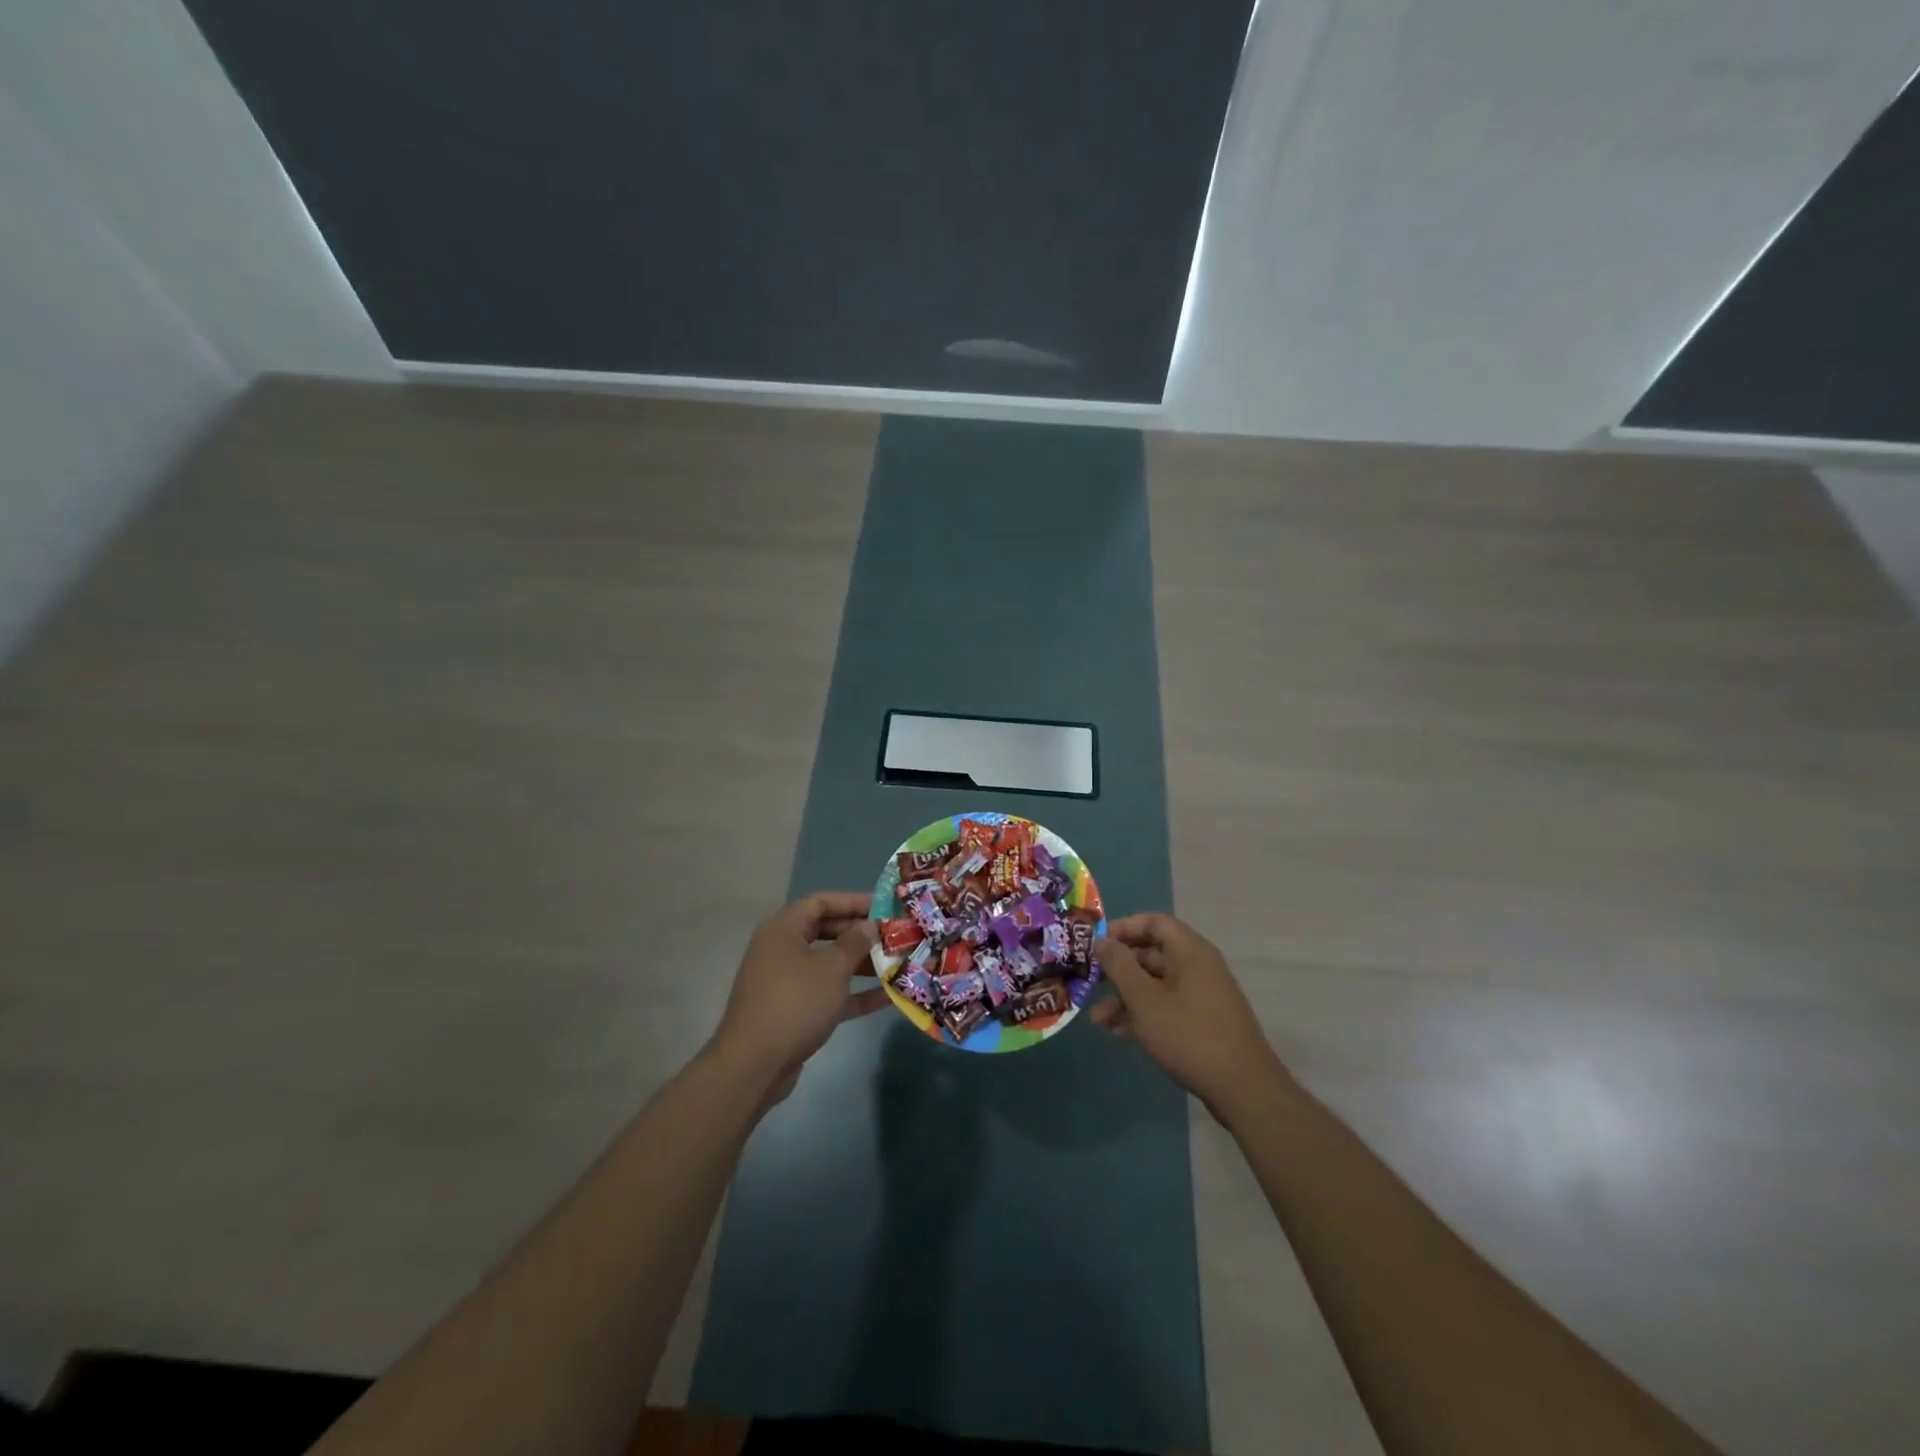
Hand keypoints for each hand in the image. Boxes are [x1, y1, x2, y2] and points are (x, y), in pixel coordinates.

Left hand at [711, 893, 888, 1101]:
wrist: (754, 1065)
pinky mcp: (794, 1011)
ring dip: (861, 964)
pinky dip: (853, 994)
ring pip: (828, 964)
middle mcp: (782, 950)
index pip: (820, 902)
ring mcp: (786, 982)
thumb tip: (869, 925)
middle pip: (826, 932)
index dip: (852, 901)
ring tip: (896, 964)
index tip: (883, 907)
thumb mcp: (832, 968)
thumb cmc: (795, 1003)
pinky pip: (828, 993)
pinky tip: (887, 998)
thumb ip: (854, 943)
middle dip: (860, 934)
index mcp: (783, 930)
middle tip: (893, 936)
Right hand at [1091, 913, 1288, 1121]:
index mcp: (1190, 951)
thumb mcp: (1144, 999)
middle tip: (1090, 984)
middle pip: (1151, 955)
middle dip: (1118, 971)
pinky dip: (1143, 1014)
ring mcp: (1202, 995)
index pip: (1153, 922)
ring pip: (1156, 984)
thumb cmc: (1189, 1034)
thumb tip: (1102, 940)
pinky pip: (1167, 1006)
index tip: (1096, 945)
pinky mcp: (1203, 1021)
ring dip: (1125, 998)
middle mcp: (1198, 966)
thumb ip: (1119, 965)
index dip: (1122, 928)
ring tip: (1098, 1021)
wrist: (1243, 1089)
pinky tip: (1120, 1034)